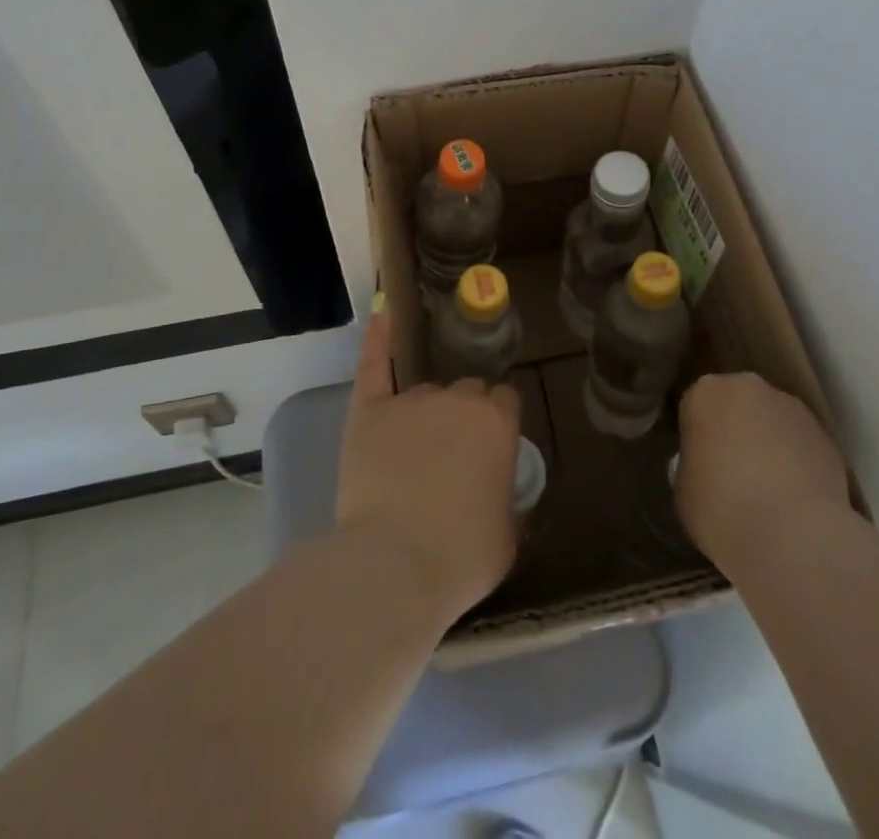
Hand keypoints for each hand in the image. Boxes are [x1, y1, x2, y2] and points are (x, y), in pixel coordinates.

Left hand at [337, 307, 521, 618]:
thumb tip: (499, 490)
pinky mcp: (369, 411)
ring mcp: (411, 401)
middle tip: (451, 459)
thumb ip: (507, 497)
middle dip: (464, 417)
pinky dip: (378, 339)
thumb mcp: (508, 534)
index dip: (496, 425)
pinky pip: (374, 364)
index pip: (504, 401)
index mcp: (498, 422)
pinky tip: (382, 312)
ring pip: (426, 393)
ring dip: (426, 415)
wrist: (395, 566)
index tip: (489, 450)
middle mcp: (458, 399)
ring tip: (412, 457)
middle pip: (467, 392)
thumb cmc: (462, 556)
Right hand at [675, 372, 850, 566]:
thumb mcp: (684, 488)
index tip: (700, 464)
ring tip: (768, 489)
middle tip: (732, 471)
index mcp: (705, 392)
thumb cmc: (721, 508)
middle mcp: (748, 386)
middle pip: (737, 404)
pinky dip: (797, 462)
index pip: (695, 406)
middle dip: (736, 429)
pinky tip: (795, 498)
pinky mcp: (826, 434)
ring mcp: (792, 407)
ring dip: (769, 443)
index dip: (698, 436)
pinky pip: (801, 444)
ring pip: (772, 420)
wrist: (792, 535)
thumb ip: (693, 464)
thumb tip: (707, 468)